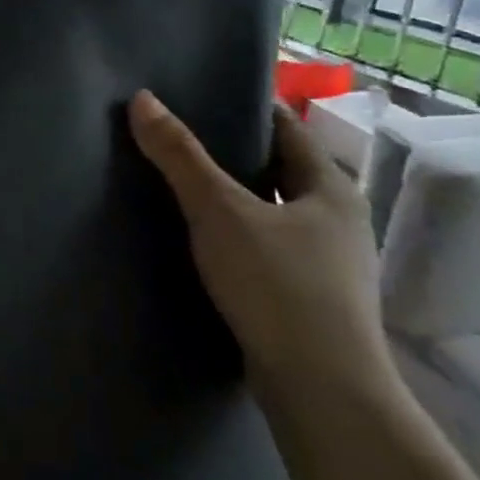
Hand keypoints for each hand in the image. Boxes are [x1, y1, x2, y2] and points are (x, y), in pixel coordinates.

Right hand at [128, 90, 391, 397]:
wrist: (319, 387)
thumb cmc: (278, 285)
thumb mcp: (220, 212)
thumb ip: (180, 157)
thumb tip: (142, 99)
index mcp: (331, 189)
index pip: (288, 129)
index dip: (250, 107)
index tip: (205, 93)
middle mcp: (337, 220)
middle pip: (280, 169)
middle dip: (235, 152)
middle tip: (180, 134)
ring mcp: (327, 263)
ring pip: (272, 211)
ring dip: (235, 196)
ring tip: (181, 183)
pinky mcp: (307, 298)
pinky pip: (266, 246)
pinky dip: (236, 233)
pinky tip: (201, 239)